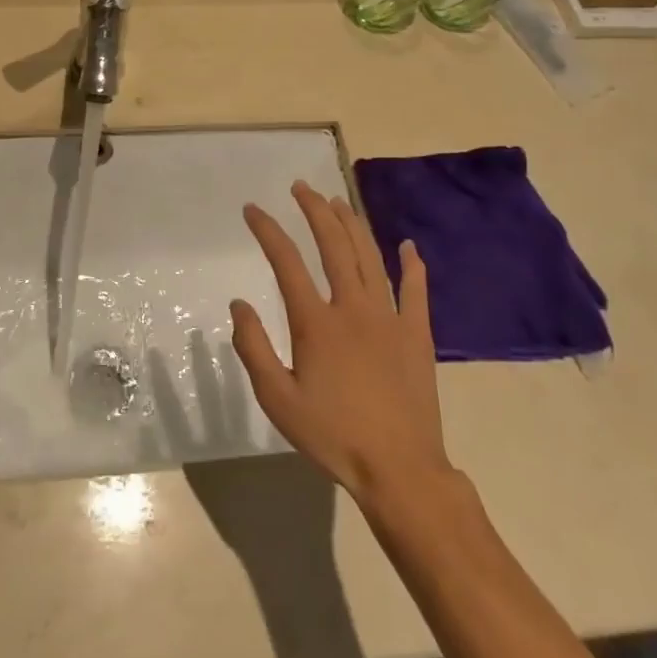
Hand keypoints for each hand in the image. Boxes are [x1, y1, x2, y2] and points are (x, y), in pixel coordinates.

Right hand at [230, 182, 450, 504]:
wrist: (400, 471)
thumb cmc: (333, 436)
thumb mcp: (278, 400)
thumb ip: (254, 348)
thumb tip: (239, 303)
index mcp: (317, 322)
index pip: (286, 261)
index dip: (267, 230)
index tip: (252, 209)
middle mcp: (353, 307)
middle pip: (332, 245)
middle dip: (314, 210)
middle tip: (302, 187)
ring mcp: (389, 318)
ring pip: (369, 257)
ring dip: (352, 225)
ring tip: (338, 201)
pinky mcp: (417, 334)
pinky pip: (415, 290)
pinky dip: (412, 265)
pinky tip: (408, 246)